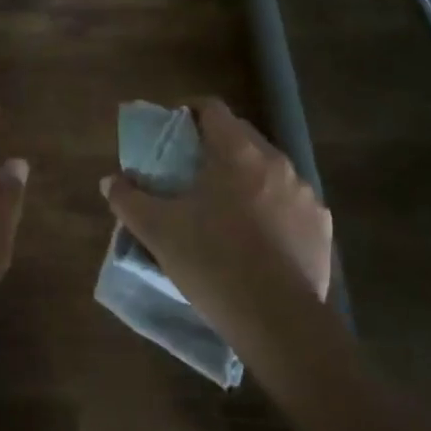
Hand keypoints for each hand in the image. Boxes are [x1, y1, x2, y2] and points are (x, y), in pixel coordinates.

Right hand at [100, 100, 330, 351]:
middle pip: (241, 135)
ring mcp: (304, 192)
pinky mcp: (320, 223)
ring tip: (225, 205)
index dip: (189, 111)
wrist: (278, 321)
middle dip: (216, 144)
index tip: (173, 129)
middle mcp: (275, 161)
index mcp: (236, 153)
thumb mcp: (158, 231)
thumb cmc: (213, 263)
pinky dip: (272, 205)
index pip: (212, 108)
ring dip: (246, 175)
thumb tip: (110, 181)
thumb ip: (129, 200)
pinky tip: (257, 234)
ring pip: (268, 168)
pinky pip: (290, 200)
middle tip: (192, 170)